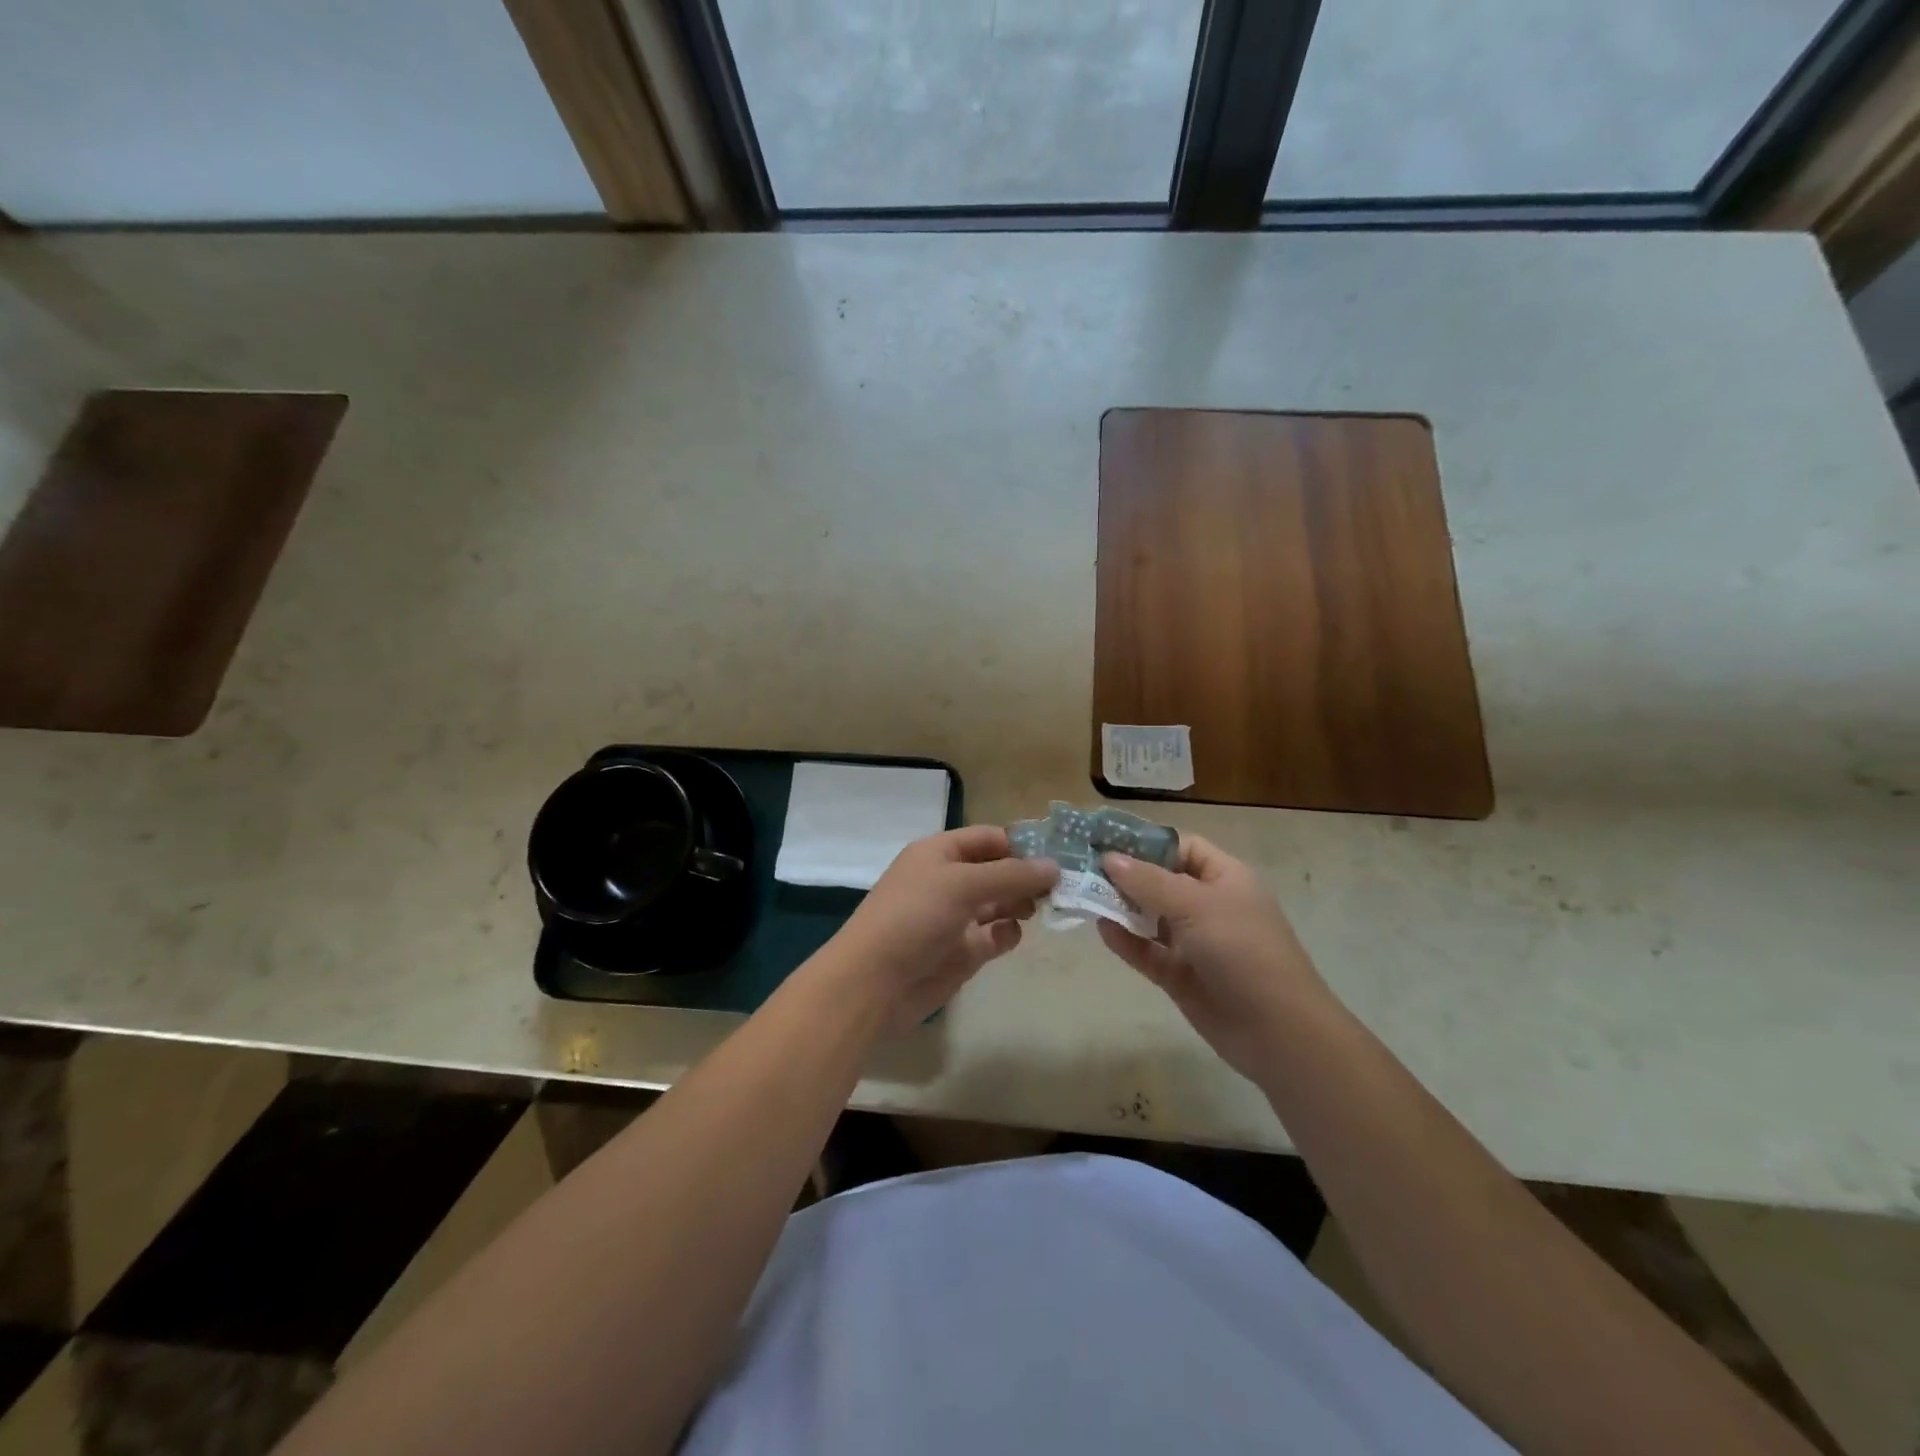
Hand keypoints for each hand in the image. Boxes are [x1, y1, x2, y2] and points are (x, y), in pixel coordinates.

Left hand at [823, 826, 1057, 1035]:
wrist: (874, 983)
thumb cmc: (914, 917)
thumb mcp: (962, 884)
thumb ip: (1011, 875)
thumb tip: (1055, 866)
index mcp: (939, 852)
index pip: (988, 838)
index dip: (1021, 844)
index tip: (1059, 855)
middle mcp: (948, 880)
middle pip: (997, 870)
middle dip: (1027, 876)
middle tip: (1063, 886)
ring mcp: (955, 917)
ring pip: (999, 903)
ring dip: (1021, 903)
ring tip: (1042, 908)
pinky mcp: (961, 952)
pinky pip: (993, 936)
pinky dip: (1006, 934)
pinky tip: (1010, 935)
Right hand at [1098, 835, 1329, 1080]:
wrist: (1277, 1031)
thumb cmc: (1242, 950)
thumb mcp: (1195, 905)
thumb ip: (1148, 881)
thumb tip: (1108, 858)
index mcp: (1224, 878)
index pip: (1181, 847)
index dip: (1145, 842)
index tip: (1104, 842)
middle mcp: (1208, 905)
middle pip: (1160, 880)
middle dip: (1124, 874)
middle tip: (1081, 867)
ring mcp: (1194, 942)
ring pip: (1150, 916)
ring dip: (1121, 907)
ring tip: (1083, 895)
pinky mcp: (1181, 975)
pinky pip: (1147, 951)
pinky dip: (1126, 940)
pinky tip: (1101, 929)